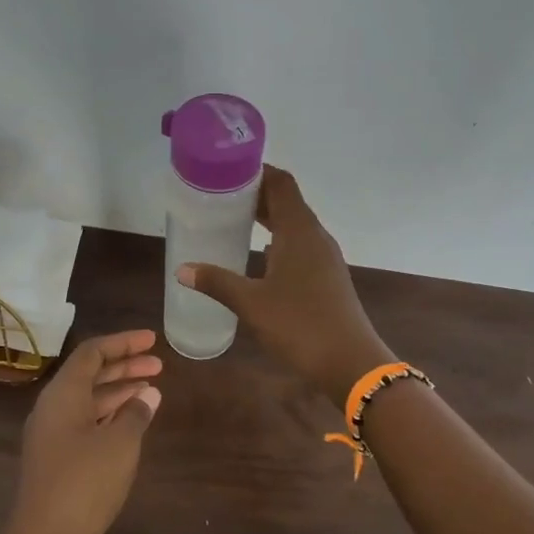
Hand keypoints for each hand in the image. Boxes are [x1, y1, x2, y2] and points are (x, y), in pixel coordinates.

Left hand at [5, 330, 162, 533]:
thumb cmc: (84, 483)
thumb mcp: (120, 444)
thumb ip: (136, 413)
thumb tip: (148, 394)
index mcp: (62, 395)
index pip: (92, 353)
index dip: (123, 343)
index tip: (153, 340)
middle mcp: (52, 409)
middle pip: (89, 375)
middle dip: (124, 367)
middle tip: (159, 365)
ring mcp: (52, 436)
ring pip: (88, 401)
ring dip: (119, 393)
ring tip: (152, 392)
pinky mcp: (57, 460)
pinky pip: (86, 424)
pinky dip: (110, 417)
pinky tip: (132, 424)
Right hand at [177, 166, 392, 406]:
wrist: (350, 362)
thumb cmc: (300, 325)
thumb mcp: (251, 303)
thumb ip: (217, 282)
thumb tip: (183, 269)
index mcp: (299, 231)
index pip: (281, 183)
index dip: (256, 171)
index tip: (226, 170)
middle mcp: (315, 236)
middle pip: (287, 201)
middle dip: (256, 195)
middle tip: (220, 196)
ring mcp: (325, 257)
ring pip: (294, 224)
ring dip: (268, 218)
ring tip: (234, 220)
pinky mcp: (328, 277)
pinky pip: (300, 245)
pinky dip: (278, 240)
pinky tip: (259, 256)